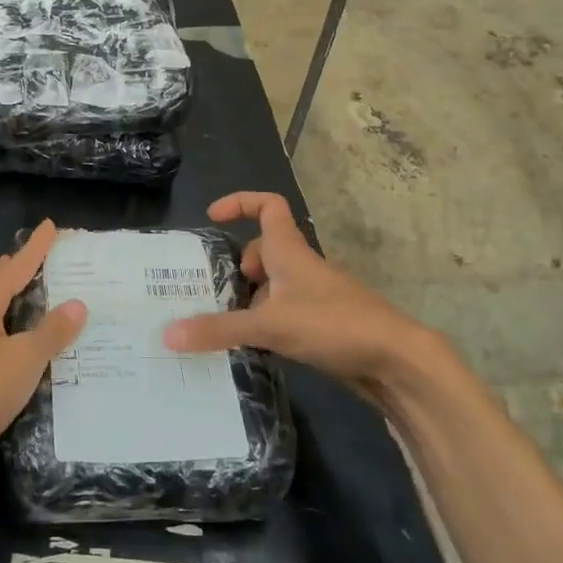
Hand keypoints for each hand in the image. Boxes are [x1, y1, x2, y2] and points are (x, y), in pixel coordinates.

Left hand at [0, 220, 86, 494]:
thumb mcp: (23, 359)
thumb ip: (51, 332)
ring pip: (0, 314)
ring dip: (24, 306)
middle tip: (57, 260)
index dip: (37, 247)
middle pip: (3, 285)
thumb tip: (78, 303)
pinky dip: (18, 336)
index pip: (17, 266)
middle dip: (28, 272)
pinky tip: (33, 347)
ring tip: (50, 297)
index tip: (52, 225)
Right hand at [162, 193, 450, 409]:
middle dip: (240, 266)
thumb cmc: (333, 324)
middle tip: (218, 293)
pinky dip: (267, 322)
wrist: (396, 359)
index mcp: (290, 251)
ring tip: (227, 325)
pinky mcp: (323, 324)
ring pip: (274, 285)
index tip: (213, 217)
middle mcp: (302, 267)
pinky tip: (254, 347)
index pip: (268, 206)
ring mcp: (315, 296)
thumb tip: (167, 334)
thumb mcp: (270, 325)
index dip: (240, 202)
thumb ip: (219, 329)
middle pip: (265, 249)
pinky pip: (285, 312)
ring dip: (251, 299)